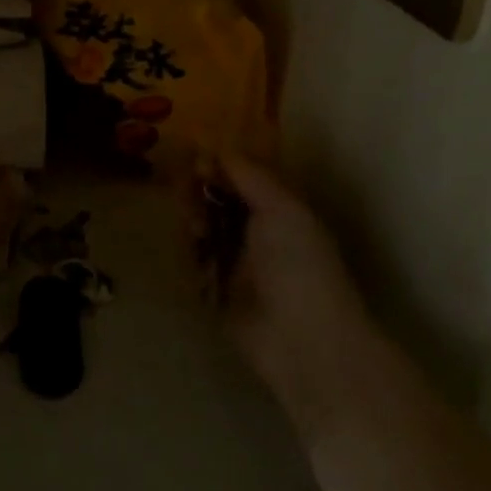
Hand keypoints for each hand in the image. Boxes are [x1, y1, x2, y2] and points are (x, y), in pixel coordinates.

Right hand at [196, 156, 376, 439]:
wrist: (305, 342)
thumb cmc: (300, 266)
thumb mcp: (282, 209)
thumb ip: (249, 175)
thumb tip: (217, 148)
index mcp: (278, 210)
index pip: (240, 176)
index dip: (217, 164)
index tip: (194, 156)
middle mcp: (256, 232)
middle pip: (215, 199)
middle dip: (197, 190)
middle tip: (185, 191)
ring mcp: (235, 263)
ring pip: (201, 227)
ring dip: (192, 219)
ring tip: (196, 228)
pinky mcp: (217, 292)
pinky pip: (193, 262)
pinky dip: (188, 253)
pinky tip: (192, 251)